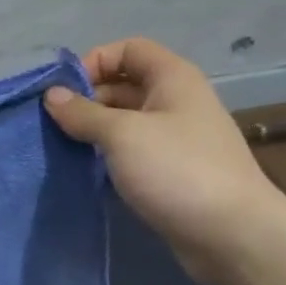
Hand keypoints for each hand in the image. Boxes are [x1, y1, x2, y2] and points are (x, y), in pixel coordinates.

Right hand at [44, 38, 285, 284]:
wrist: (234, 235)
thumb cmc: (178, 170)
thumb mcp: (122, 134)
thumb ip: (83, 112)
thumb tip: (51, 95)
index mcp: (173, 79)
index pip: (128, 49)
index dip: (94, 61)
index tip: (65, 91)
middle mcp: (176, 102)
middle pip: (123, 85)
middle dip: (87, 100)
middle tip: (54, 125)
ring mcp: (175, 139)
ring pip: (125, 122)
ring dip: (93, 131)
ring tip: (63, 148)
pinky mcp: (171, 172)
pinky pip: (132, 152)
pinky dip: (107, 156)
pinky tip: (85, 171)